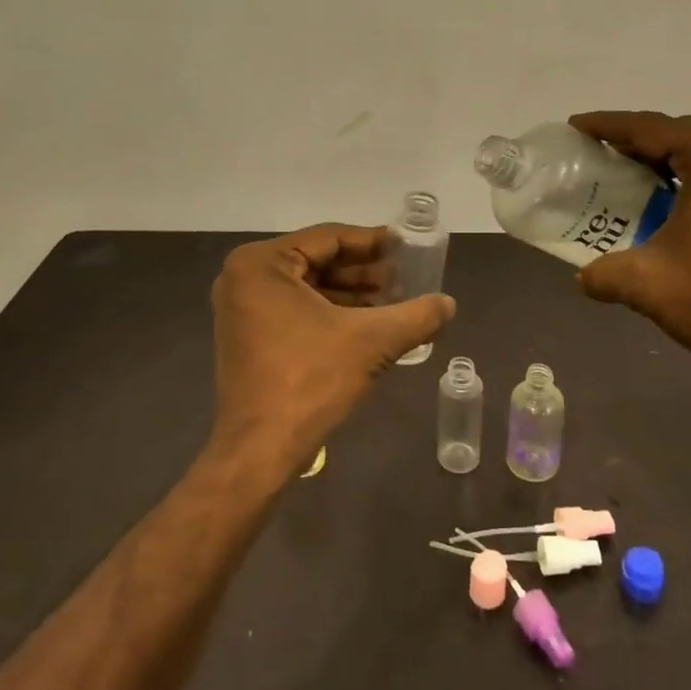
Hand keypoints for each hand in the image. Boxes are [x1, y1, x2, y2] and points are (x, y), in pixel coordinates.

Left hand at [209, 224, 454, 472]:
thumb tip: (449, 303)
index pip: (328, 239)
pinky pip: (294, 308)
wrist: (260, 450)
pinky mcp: (247, 336)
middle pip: (317, 261)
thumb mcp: (371, 341)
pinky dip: (330, 313)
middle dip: (362, 272)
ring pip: (307, 286)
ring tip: (392, 303)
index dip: (371, 242)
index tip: (403, 246)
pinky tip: (367, 325)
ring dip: (350, 293)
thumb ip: (415, 316)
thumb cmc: (310, 381)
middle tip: (402, 279)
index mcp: (261, 263)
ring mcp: (241, 308)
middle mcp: (243, 277)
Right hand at [567, 111, 690, 376]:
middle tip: (608, 152)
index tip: (578, 125)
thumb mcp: (648, 285)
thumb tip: (584, 278)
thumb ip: (605, 274)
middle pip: (688, 134)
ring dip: (680, 160)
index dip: (610, 126)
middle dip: (645, 140)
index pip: (653, 128)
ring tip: (647, 177)